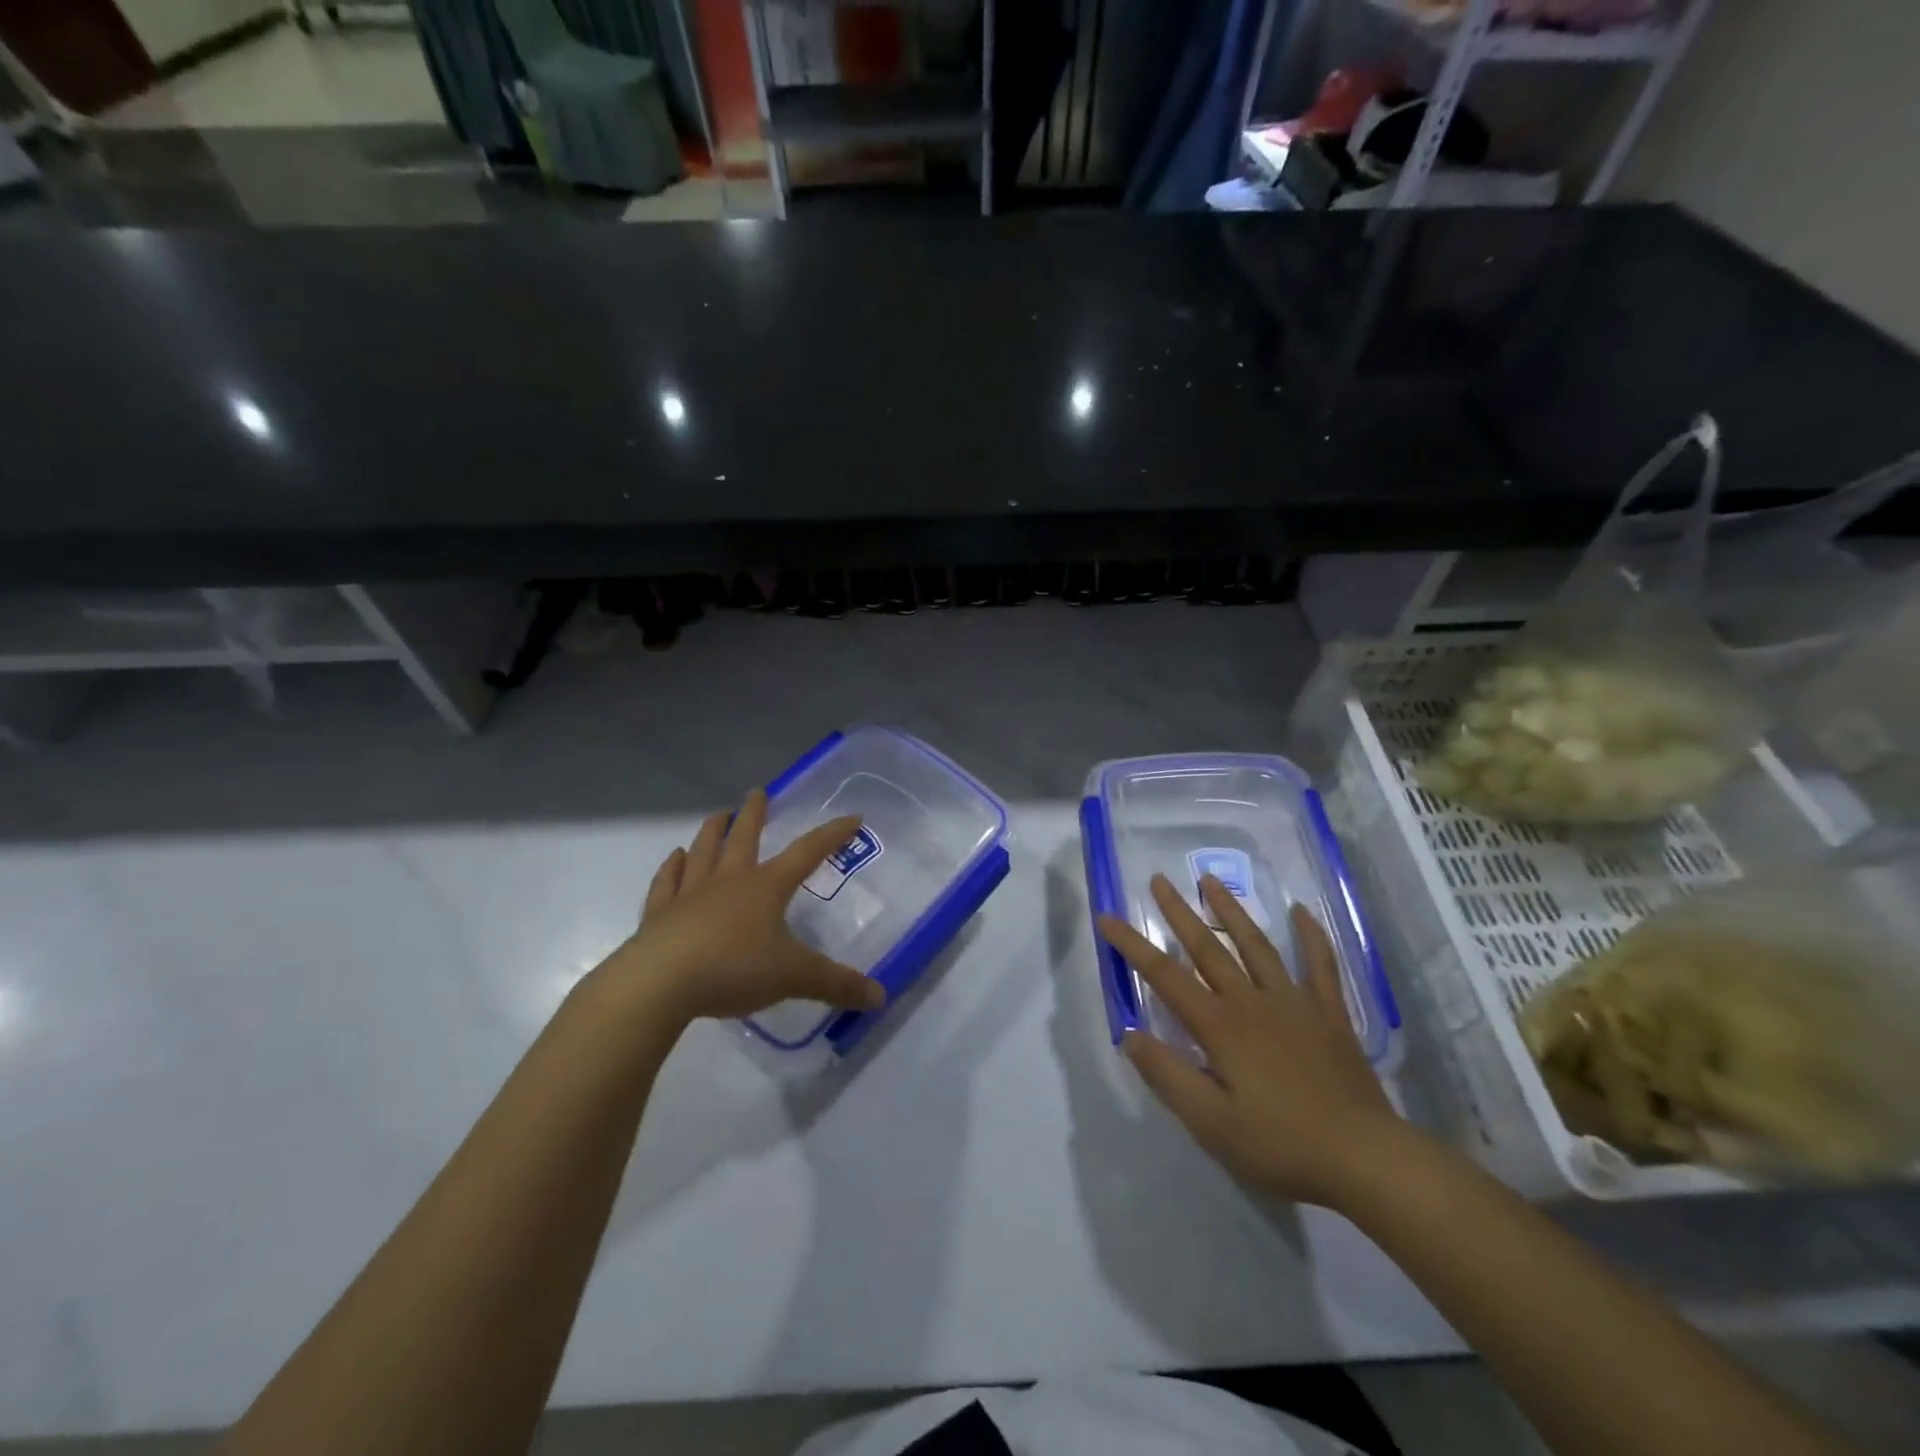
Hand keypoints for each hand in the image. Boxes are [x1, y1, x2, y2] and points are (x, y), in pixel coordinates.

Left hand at [593, 789, 885, 1025]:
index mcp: (766, 887)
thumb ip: (836, 984)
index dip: (832, 835)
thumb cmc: (733, 969)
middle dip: (754, 814)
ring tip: (718, 814)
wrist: (659, 983)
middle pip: (744, 838)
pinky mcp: (659, 915)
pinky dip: (671, 868)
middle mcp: (729, 881)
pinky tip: (674, 857)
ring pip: (704, 852)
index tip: (852, 817)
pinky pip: (667, 883)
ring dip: (712, 831)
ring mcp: (690, 894)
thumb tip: (880, 997)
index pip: (807, 852)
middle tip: (757, 791)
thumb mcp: (793, 977)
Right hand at [1098, 874, 1405, 1209]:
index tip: (1107, 918)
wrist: (1365, 1158)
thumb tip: (1130, 1034)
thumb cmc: (1281, 1144)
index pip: (1165, 976)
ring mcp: (1294, 1003)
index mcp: (1220, 1026)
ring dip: (1231, 911)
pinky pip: (1320, 965)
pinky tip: (1301, 912)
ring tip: (1211, 880)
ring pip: (1256, 945)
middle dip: (1179, 912)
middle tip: (1159, 880)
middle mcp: (1252, 1001)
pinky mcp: (1329, 1014)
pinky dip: (1311, 936)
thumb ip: (1168, 1076)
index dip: (1132, 946)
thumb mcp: (1211, 1124)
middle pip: (1208, 948)